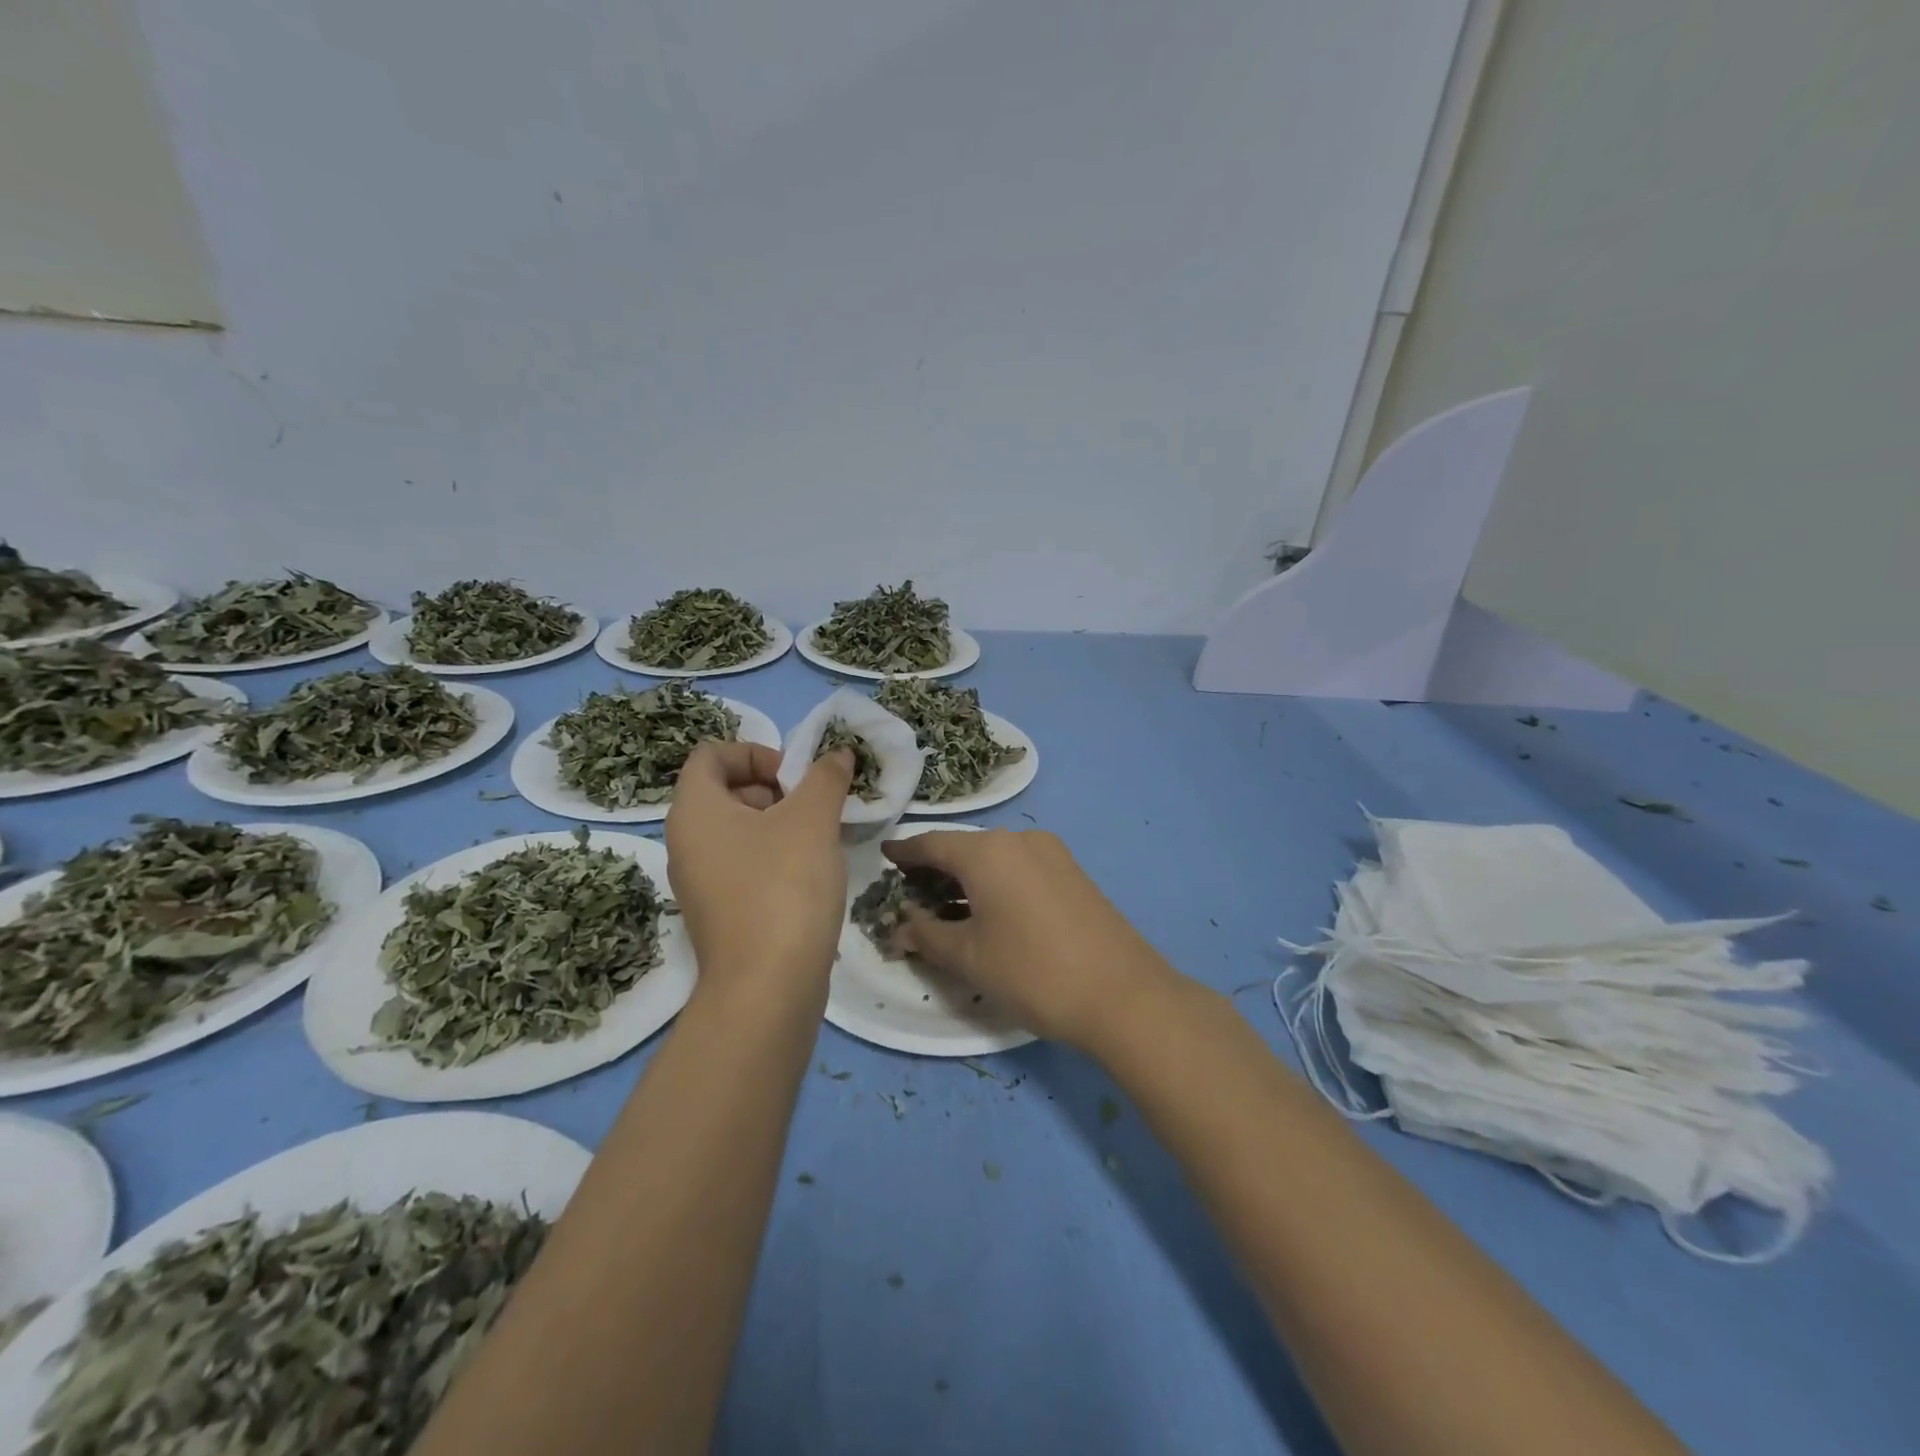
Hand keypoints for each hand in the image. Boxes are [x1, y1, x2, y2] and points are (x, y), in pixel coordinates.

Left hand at [665, 742, 852, 1005]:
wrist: (767, 988)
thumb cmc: (783, 886)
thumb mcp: (812, 819)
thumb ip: (825, 777)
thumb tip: (837, 753)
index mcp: (694, 810)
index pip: (711, 754)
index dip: (756, 752)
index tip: (795, 778)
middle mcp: (685, 843)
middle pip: (725, 791)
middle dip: (774, 789)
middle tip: (813, 808)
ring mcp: (699, 882)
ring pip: (738, 832)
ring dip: (780, 825)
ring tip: (820, 841)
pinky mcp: (718, 913)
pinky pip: (742, 866)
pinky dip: (774, 858)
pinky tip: (810, 876)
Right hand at [883, 829, 1169, 1047]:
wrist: (1123, 994)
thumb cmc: (1033, 972)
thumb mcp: (970, 958)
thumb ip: (927, 936)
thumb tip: (901, 926)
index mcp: (988, 851)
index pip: (932, 843)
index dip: (905, 852)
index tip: (885, 857)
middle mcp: (1019, 839)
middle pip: (964, 848)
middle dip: (935, 869)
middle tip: (909, 893)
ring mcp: (1052, 853)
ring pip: (994, 858)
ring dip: (967, 878)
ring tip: (944, 906)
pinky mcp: (1072, 872)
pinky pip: (1020, 868)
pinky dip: (996, 883)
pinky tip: (987, 910)